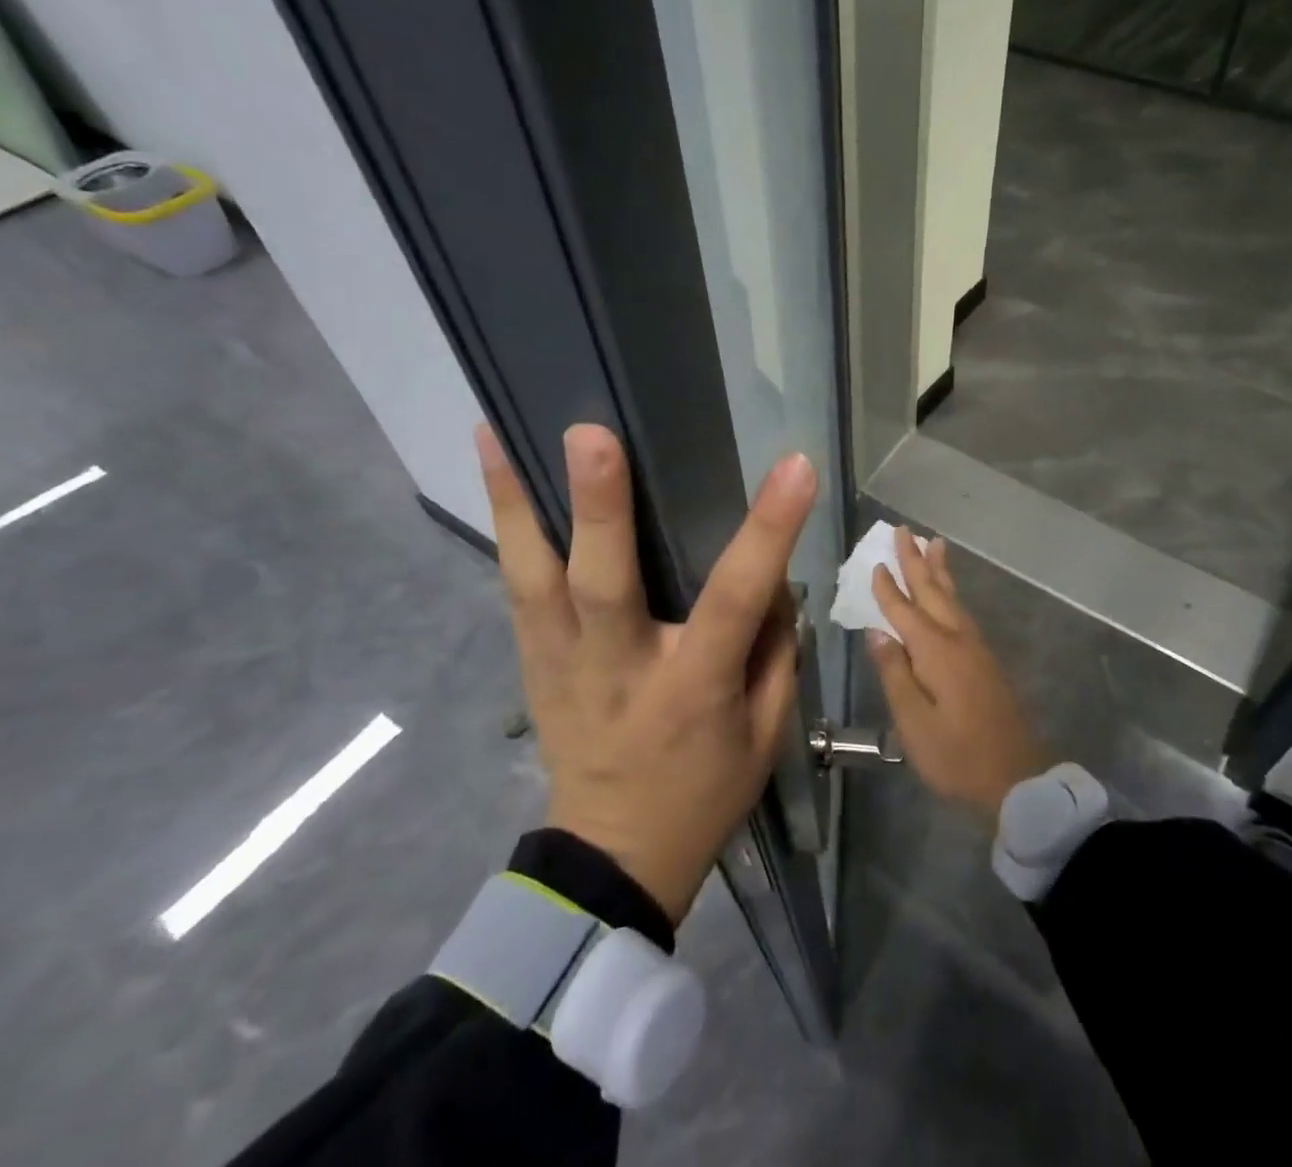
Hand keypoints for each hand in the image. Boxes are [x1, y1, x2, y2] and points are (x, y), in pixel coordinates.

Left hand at [477, 422, 816, 924]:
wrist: (612, 861)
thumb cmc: (704, 791)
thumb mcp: (766, 733)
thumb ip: (774, 650)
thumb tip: (773, 576)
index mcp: (691, 688)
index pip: (734, 601)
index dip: (767, 532)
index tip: (794, 468)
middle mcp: (617, 668)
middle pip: (602, 583)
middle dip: (600, 507)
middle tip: (592, 435)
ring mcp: (561, 665)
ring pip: (532, 578)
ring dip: (516, 502)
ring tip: (497, 431)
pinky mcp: (530, 663)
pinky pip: (517, 588)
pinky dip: (508, 527)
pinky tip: (497, 471)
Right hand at [868, 528, 1047, 825]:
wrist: (1017, 777)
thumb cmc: (957, 755)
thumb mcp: (914, 722)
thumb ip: (894, 673)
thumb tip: (877, 632)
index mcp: (936, 651)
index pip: (904, 610)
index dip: (888, 587)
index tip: (874, 562)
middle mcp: (958, 639)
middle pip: (933, 591)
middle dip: (915, 560)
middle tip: (904, 530)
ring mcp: (976, 647)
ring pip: (952, 597)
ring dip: (938, 570)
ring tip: (933, 544)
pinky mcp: (986, 660)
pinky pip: (962, 611)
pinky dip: (951, 592)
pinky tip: (948, 593)